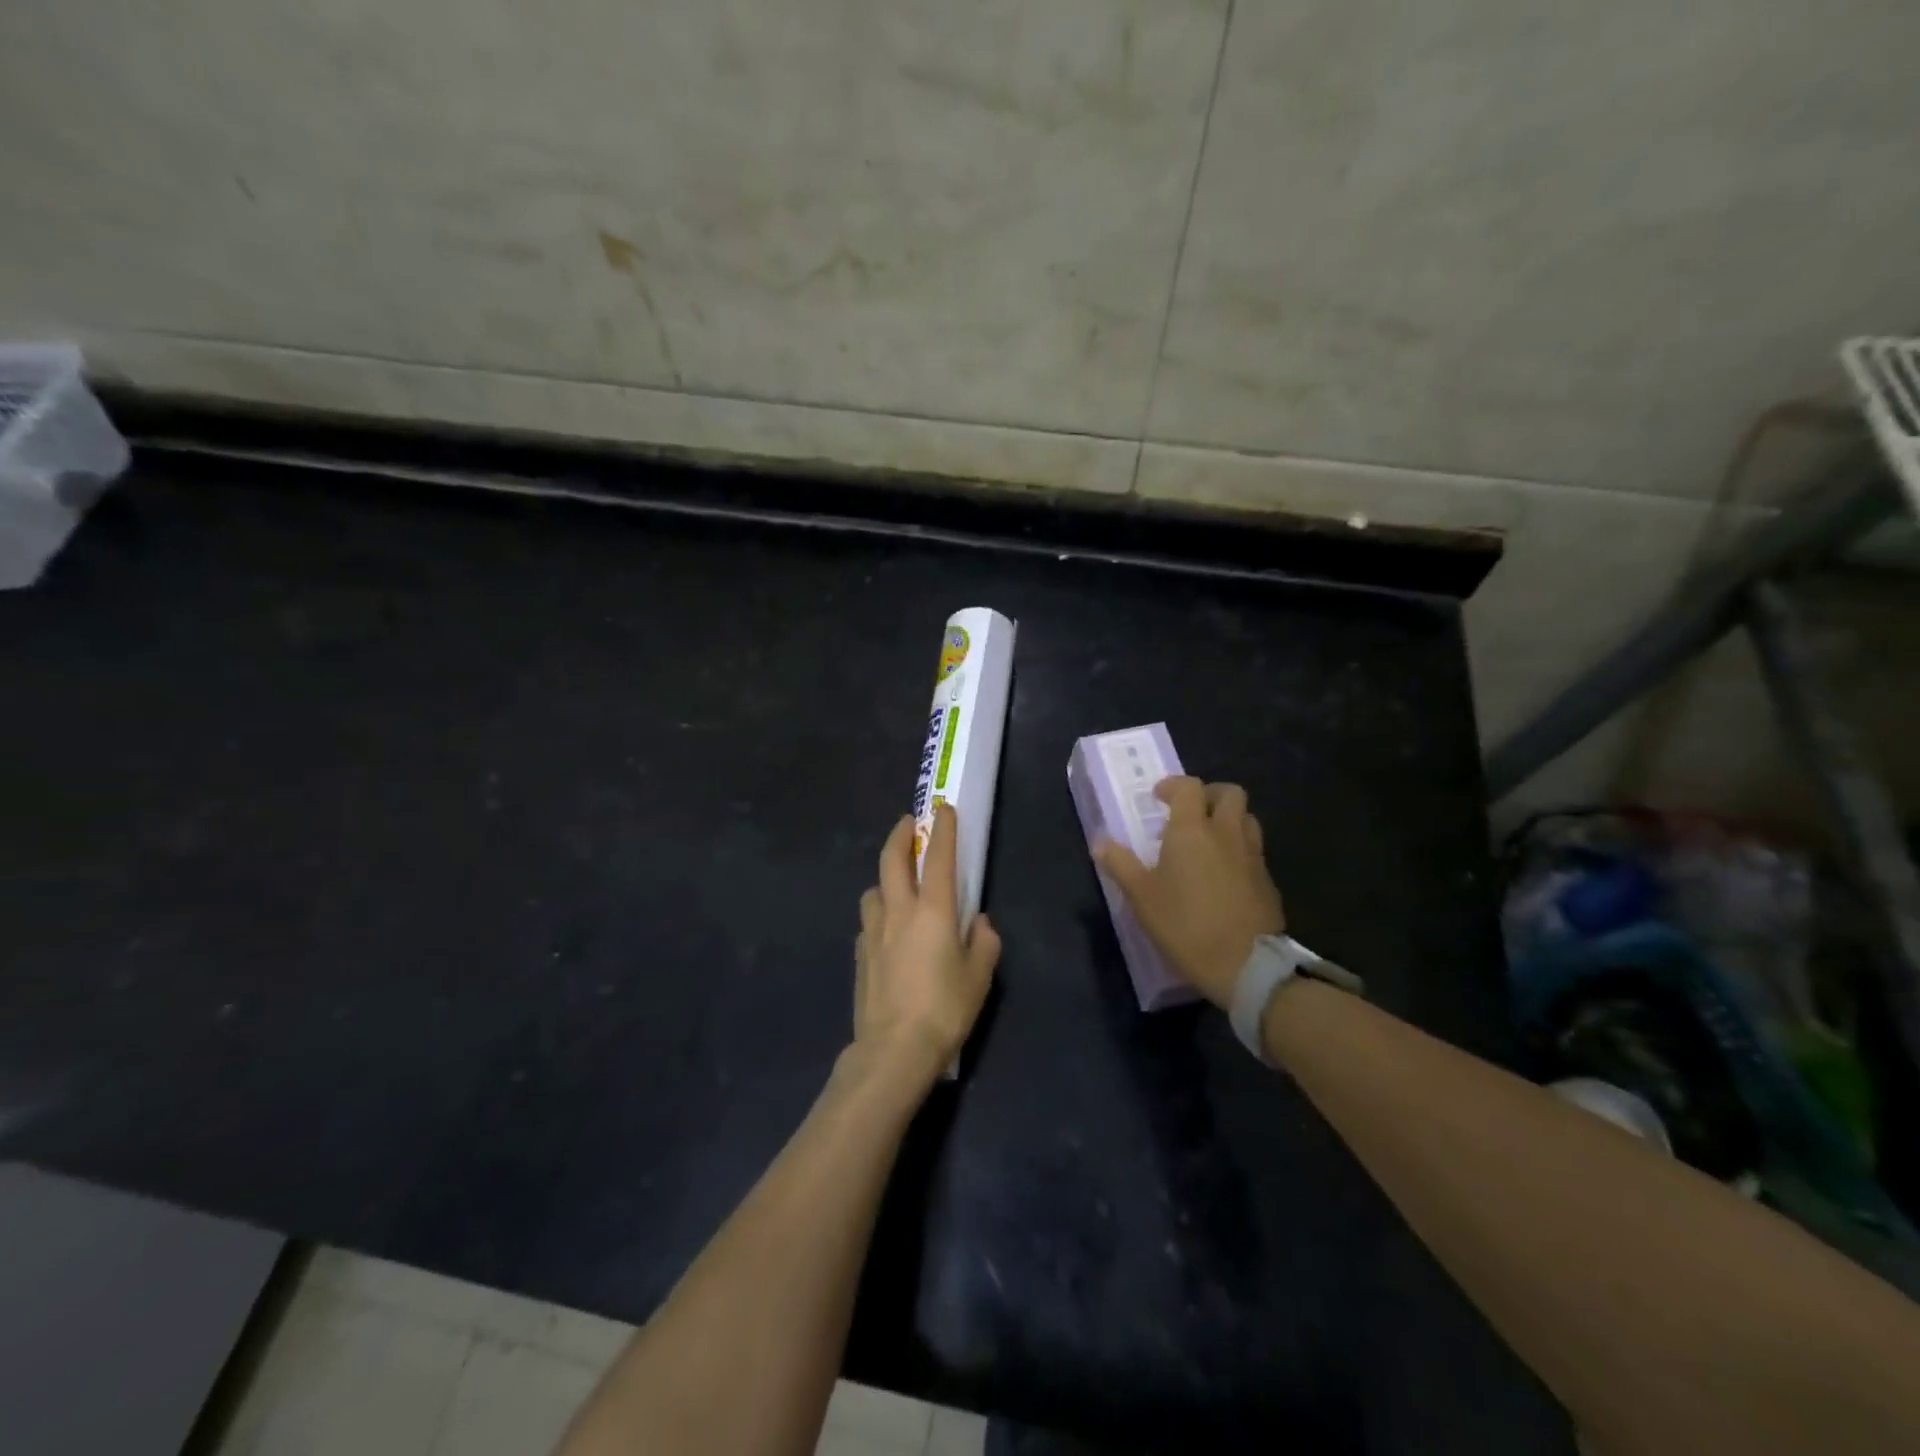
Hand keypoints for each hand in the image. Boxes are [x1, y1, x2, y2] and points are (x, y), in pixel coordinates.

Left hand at [854, 802, 1000, 1082]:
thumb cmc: (944, 1009)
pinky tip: (887, 930)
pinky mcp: (859, 954)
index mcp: (932, 910)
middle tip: (908, 823)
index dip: (942, 830)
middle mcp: (899, 911)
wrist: (893, 1048)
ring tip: (896, 883)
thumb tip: (978, 922)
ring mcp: (873, 932)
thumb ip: (983, 942)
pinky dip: (878, 914)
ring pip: (873, 889)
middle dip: (900, 835)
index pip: (937, 857)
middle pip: (891, 860)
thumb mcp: (979, 977)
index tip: (942, 809)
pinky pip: (868, 921)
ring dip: (884, 877)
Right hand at [1094, 777, 1283, 1008]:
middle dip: (1209, 795)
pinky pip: (1254, 850)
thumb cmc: (1185, 924)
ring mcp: (1253, 856)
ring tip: (1208, 840)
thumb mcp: (1142, 897)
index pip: (1189, 787)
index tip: (1158, 798)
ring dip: (1228, 819)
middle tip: (1189, 813)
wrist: (1246, 965)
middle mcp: (1227, 833)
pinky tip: (1224, 875)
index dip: (1173, 786)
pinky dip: (1239, 850)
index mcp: (1193, 830)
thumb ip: (1120, 865)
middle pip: (1230, 793)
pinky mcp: (1268, 881)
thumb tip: (1100, 843)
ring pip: (1247, 819)